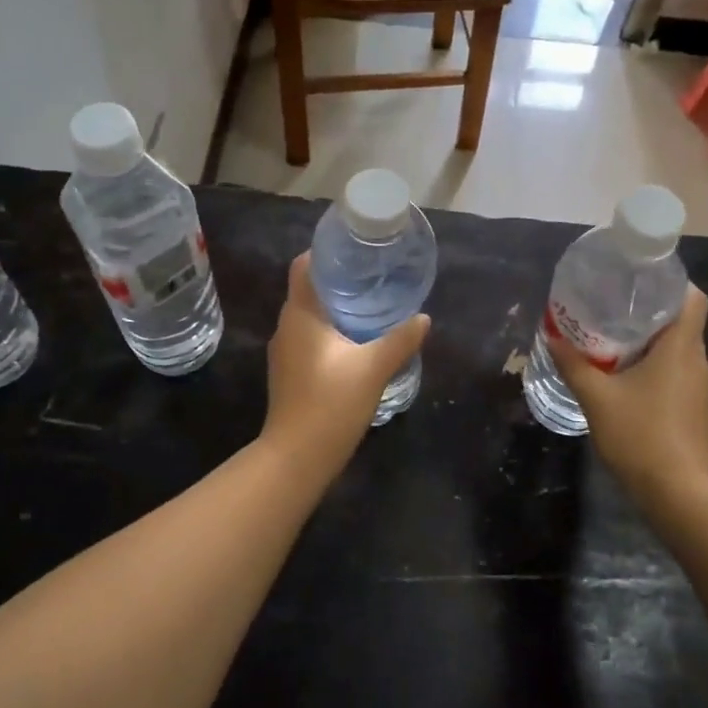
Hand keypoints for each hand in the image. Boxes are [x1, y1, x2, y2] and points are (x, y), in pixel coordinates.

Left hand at [261, 253, 429, 471]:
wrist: (297, 457)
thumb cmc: (331, 403)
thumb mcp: (374, 368)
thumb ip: (400, 339)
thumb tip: (424, 318)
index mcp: (300, 315)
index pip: (304, 266)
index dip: (327, 253)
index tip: (356, 250)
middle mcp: (286, 327)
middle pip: (309, 290)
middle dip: (339, 281)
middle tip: (374, 277)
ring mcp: (284, 352)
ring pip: (310, 317)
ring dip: (336, 309)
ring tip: (371, 306)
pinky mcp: (290, 373)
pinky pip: (310, 339)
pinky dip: (331, 332)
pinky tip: (357, 343)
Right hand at [547, 284, 707, 504]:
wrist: (680, 495)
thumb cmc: (641, 436)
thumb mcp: (597, 398)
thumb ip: (573, 364)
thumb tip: (552, 336)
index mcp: (681, 348)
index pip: (693, 297)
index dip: (671, 282)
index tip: (638, 279)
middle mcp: (697, 361)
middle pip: (681, 321)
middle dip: (648, 310)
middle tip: (610, 305)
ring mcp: (699, 388)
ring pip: (676, 349)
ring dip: (648, 340)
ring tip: (610, 337)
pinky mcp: (694, 409)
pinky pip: (674, 372)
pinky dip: (653, 366)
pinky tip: (624, 376)